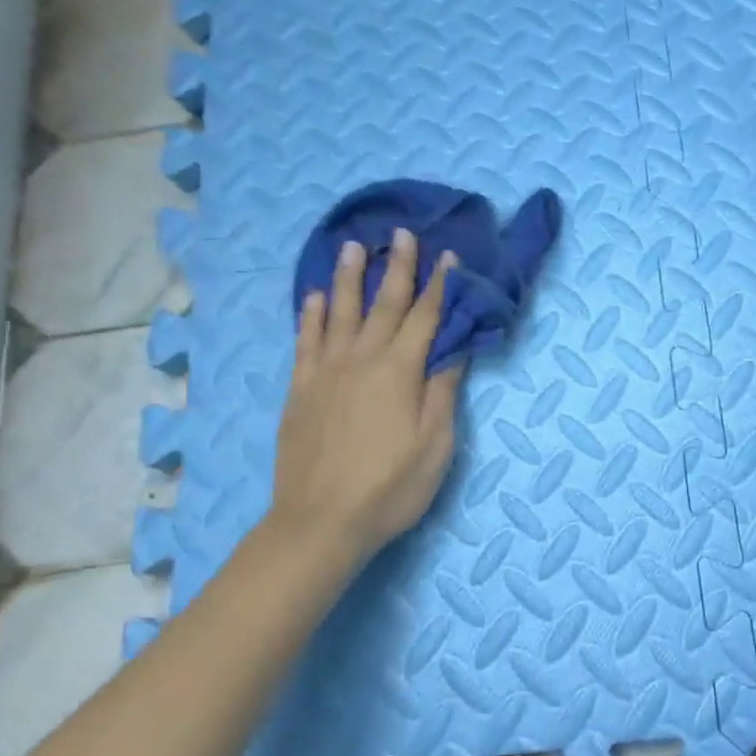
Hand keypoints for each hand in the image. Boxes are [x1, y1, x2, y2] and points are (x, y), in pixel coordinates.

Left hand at [262, 230, 463, 571]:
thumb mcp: (435, 446)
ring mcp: (325, 371)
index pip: (425, 317)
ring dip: (348, 277)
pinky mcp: (300, 389)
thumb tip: (455, 350)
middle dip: (397, 267)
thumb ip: (443, 392)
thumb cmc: (390, 488)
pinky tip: (312, 297)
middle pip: (383, 304)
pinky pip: (305, 340)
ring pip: (338, 312)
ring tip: (352, 246)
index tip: (448, 256)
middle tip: (402, 233)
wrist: (320, 521)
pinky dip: (309, 315)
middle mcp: (362, 359)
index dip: (439, 285)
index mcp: (400, 371)